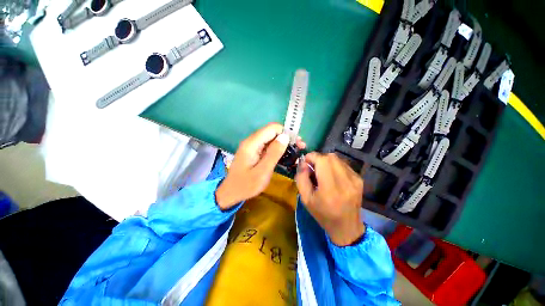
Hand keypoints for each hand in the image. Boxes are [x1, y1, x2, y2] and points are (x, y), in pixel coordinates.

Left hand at [216, 123, 305, 209]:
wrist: (231, 192)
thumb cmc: (246, 185)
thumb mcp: (262, 171)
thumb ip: (273, 153)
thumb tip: (285, 136)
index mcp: (252, 144)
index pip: (272, 128)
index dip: (286, 132)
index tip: (297, 143)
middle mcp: (252, 141)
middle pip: (272, 132)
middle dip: (287, 138)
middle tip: (300, 147)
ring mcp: (252, 146)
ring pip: (271, 138)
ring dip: (284, 143)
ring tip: (295, 151)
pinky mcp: (254, 151)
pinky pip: (268, 146)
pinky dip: (278, 149)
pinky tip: (285, 155)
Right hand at [296, 153, 364, 245]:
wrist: (347, 227)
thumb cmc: (323, 214)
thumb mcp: (305, 199)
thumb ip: (301, 178)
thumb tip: (304, 163)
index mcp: (330, 189)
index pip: (322, 160)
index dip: (312, 157)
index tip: (306, 163)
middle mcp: (346, 181)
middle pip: (330, 157)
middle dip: (318, 159)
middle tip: (313, 168)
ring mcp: (355, 179)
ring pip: (337, 159)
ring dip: (326, 162)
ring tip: (322, 173)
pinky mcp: (359, 179)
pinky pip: (343, 164)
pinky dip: (334, 166)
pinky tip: (332, 176)